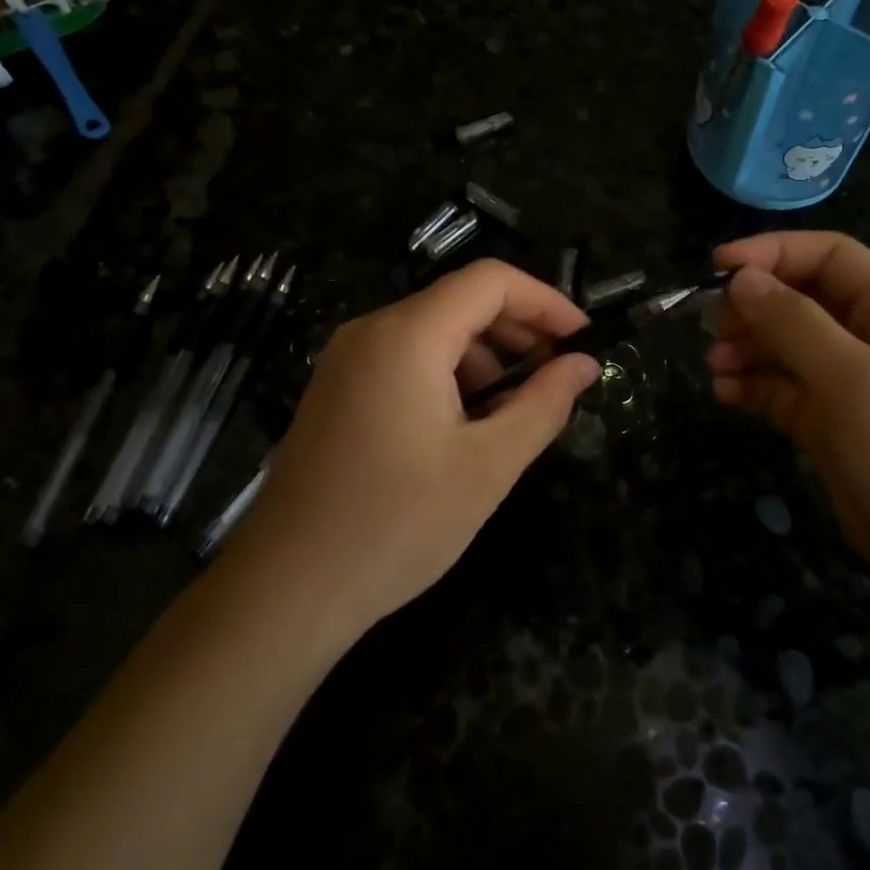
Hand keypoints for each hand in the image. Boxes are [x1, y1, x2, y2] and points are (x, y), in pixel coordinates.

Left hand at [241, 259, 599, 635]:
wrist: (285, 588)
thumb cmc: (396, 524)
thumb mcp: (488, 466)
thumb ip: (543, 404)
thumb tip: (584, 364)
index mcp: (407, 335)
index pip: (490, 281)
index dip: (546, 301)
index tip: (584, 340)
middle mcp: (371, 330)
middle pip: (461, 302)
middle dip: (518, 331)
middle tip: (559, 377)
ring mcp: (346, 359)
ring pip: (433, 331)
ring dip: (485, 358)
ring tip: (514, 413)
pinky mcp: (337, 389)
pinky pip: (405, 358)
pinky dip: (448, 375)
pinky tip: (464, 426)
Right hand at [708, 231, 869, 625]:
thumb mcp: (856, 384)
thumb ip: (796, 325)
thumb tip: (741, 278)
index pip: (831, 257)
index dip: (774, 253)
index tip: (718, 267)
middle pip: (803, 299)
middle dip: (755, 305)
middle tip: (710, 325)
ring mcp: (854, 386)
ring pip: (789, 346)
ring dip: (748, 347)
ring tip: (713, 364)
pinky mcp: (834, 427)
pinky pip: (785, 391)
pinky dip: (754, 387)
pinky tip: (726, 395)